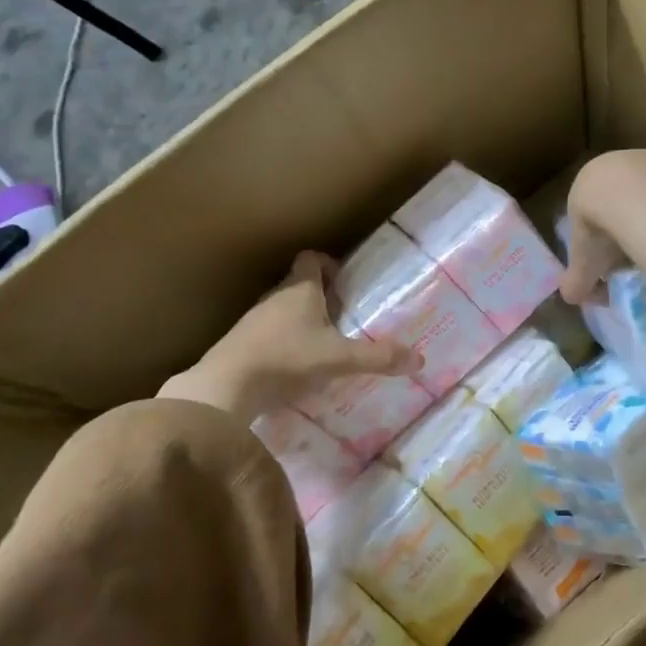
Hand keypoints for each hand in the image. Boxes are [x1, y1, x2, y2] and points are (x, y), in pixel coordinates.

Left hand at [158, 251, 420, 422]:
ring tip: (321, 344)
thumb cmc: (286, 359)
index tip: (344, 281)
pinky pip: (267, 334)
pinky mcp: (240, 344)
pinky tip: (293, 367)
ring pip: (281, 310)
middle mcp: (275, 297)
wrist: (225, 387)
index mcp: (300, 289)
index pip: (312, 259)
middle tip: (342, 316)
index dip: (328, 264)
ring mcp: (253, 320)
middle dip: (320, 297)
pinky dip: (282, 343)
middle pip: (298, 285)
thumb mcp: (339, 359)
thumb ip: (378, 358)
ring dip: (299, 321)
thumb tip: (420, 359)